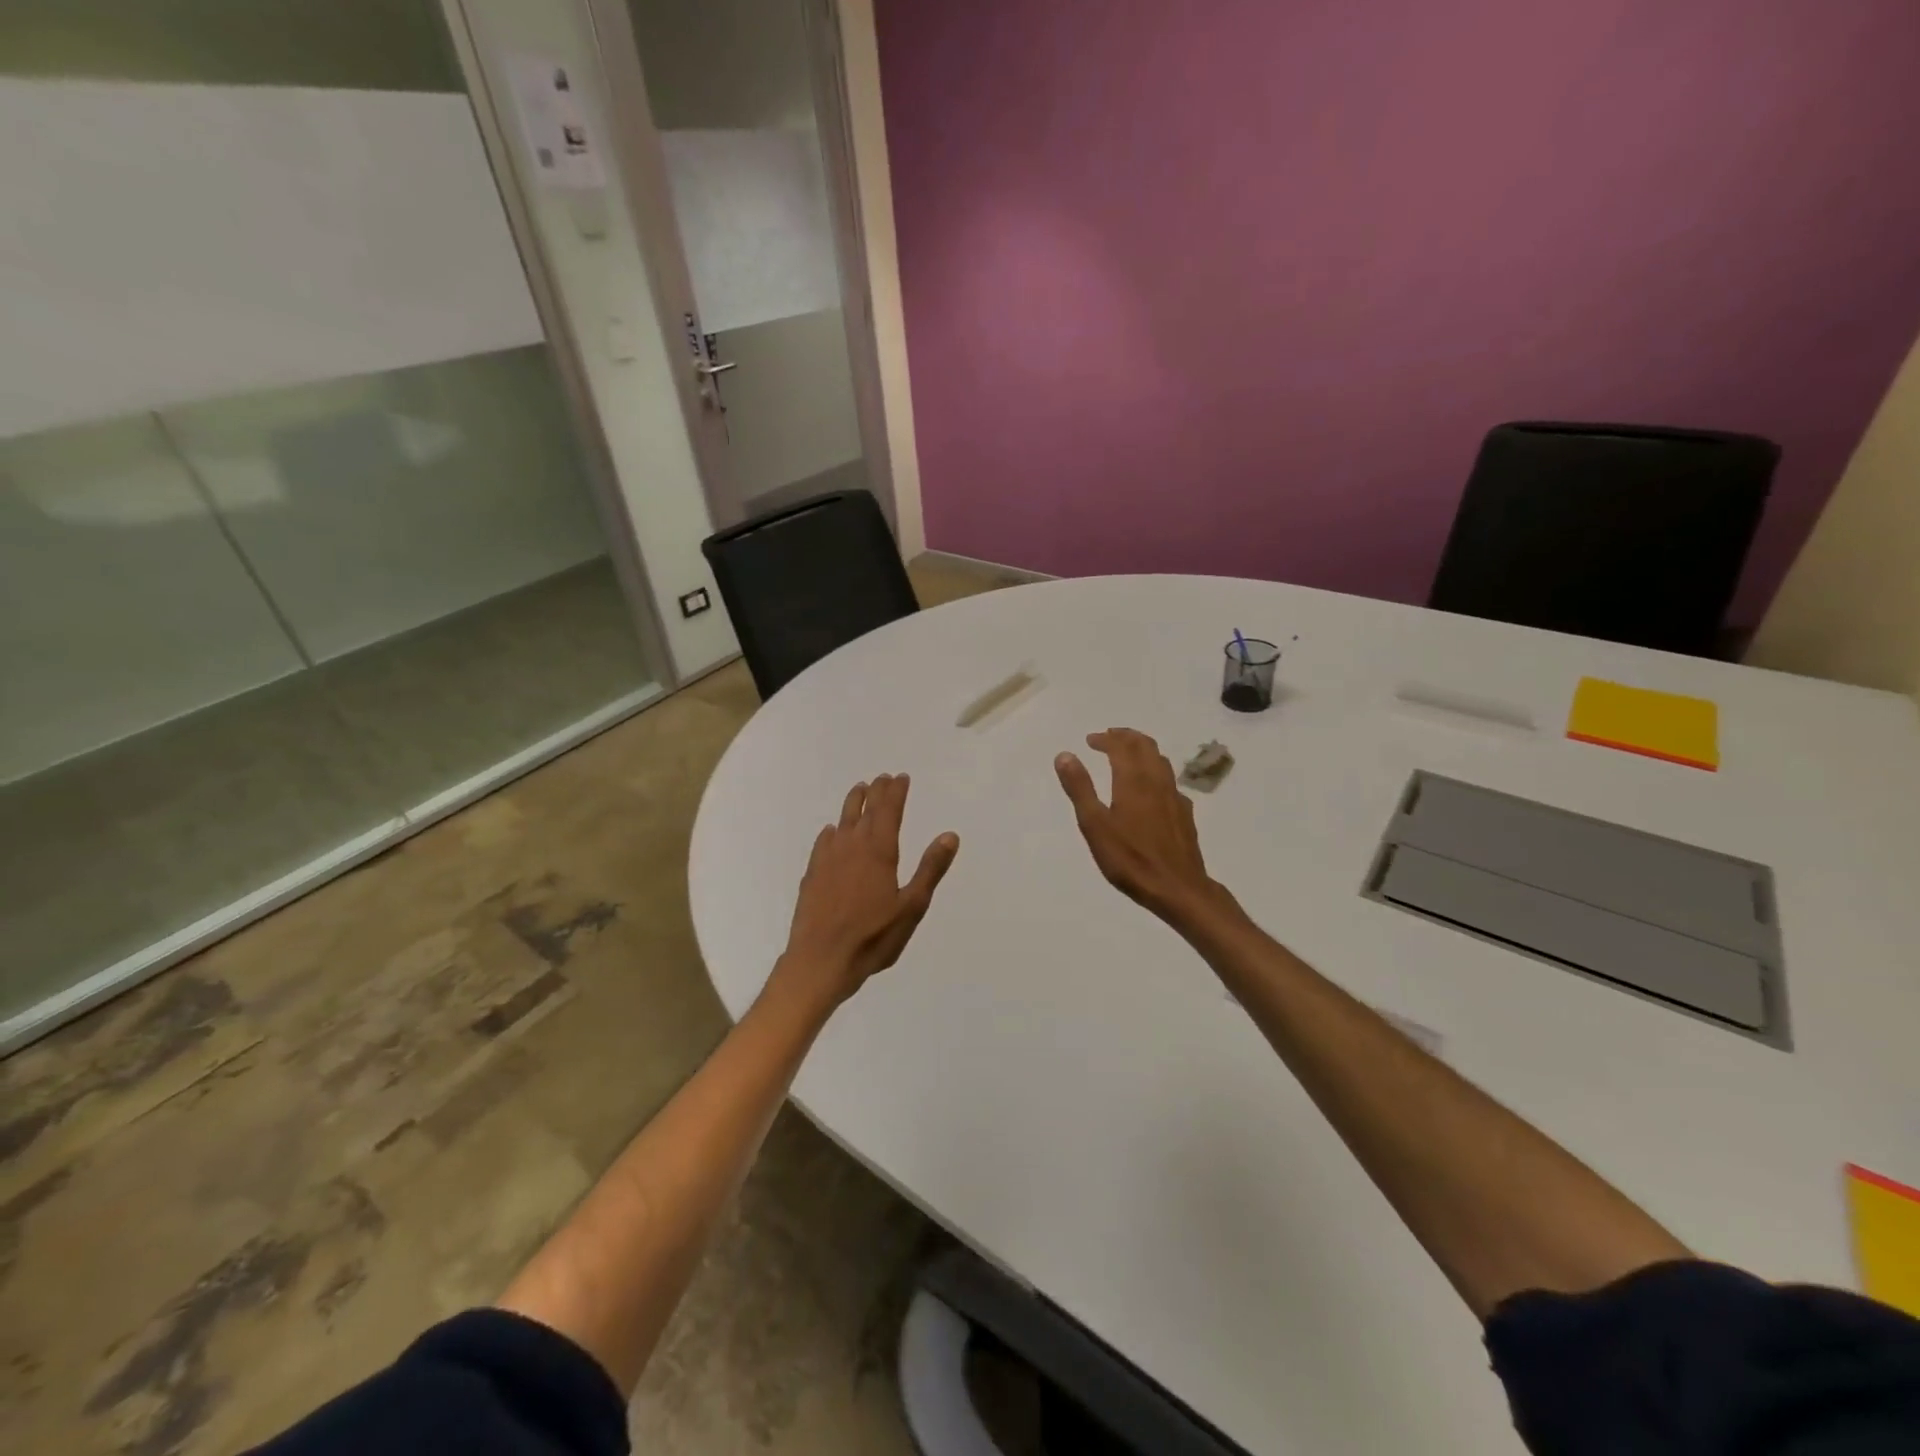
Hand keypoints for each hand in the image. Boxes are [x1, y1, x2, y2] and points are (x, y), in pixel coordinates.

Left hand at [775, 774, 959, 1008]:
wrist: (820, 960)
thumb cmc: (873, 937)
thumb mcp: (912, 906)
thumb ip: (930, 869)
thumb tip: (949, 835)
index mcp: (879, 851)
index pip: (888, 810)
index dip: (896, 792)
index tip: (901, 777)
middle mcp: (852, 846)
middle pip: (865, 810)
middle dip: (876, 792)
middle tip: (883, 778)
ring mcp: (828, 859)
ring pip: (842, 821)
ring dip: (852, 803)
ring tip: (859, 790)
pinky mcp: (812, 874)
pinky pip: (823, 842)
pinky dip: (832, 831)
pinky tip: (831, 832)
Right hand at [1055, 729, 1227, 927]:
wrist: (1178, 888)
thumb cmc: (1130, 859)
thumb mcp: (1095, 825)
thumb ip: (1080, 788)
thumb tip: (1065, 755)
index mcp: (1133, 781)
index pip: (1121, 746)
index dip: (1105, 739)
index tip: (1090, 740)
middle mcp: (1157, 782)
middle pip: (1146, 746)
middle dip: (1126, 737)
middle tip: (1109, 737)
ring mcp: (1175, 797)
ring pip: (1161, 761)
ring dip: (1143, 750)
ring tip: (1128, 754)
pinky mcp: (1185, 814)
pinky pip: (1170, 781)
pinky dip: (1156, 772)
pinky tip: (1151, 788)